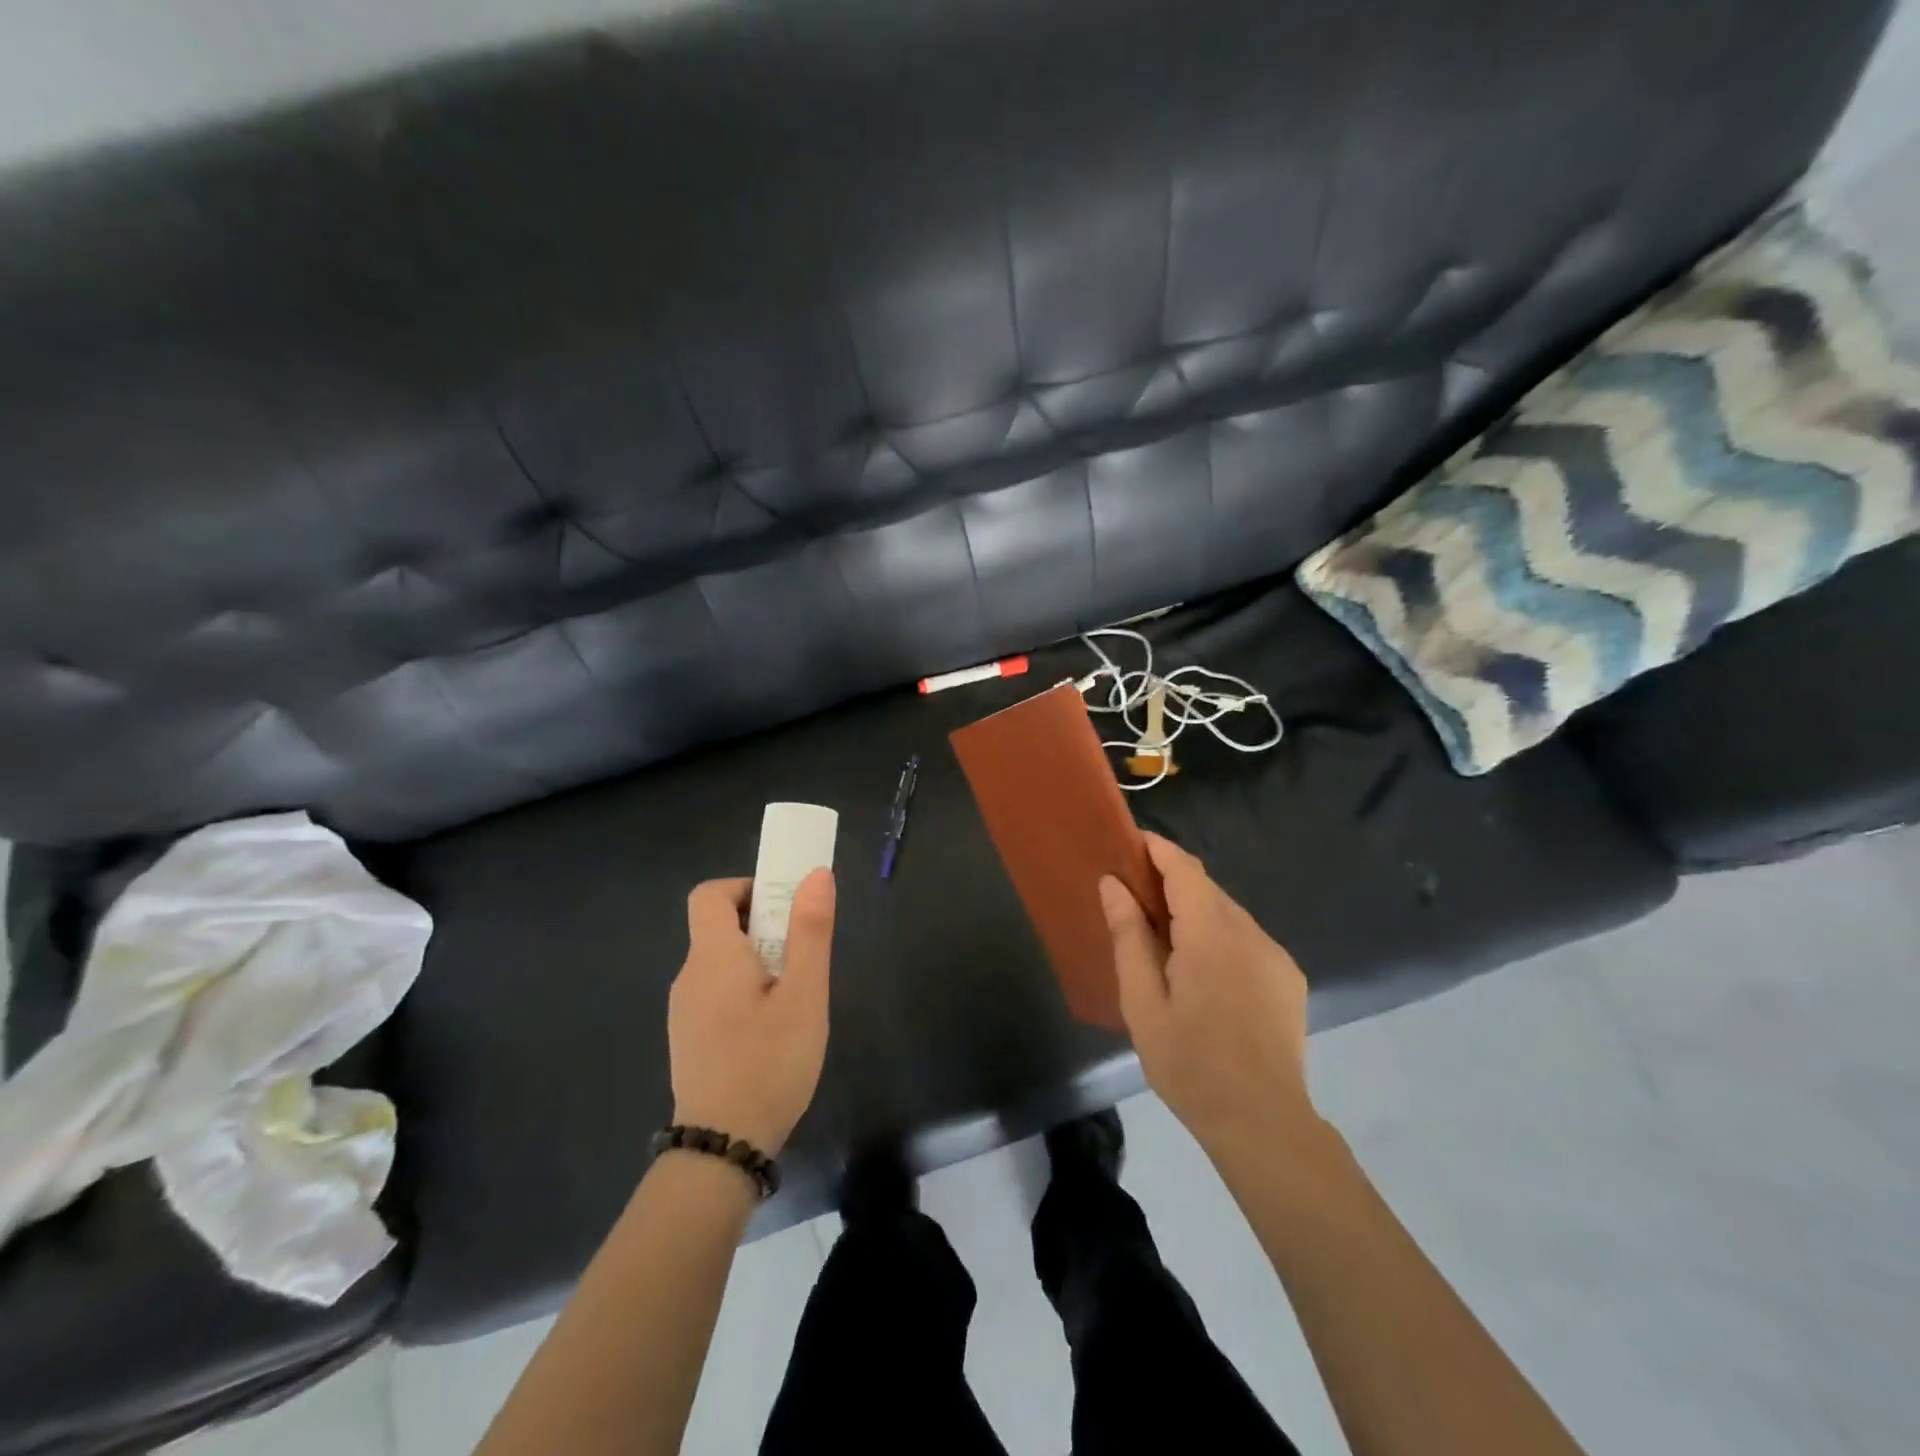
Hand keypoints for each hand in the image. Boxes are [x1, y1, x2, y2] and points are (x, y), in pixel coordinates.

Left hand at [667, 870, 834, 1155]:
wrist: (722, 1149)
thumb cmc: (769, 1062)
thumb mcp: (803, 994)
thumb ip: (809, 931)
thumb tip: (815, 874)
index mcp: (713, 957)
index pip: (710, 894)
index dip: (746, 887)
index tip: (783, 908)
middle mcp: (690, 976)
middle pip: (719, 927)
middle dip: (764, 927)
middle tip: (802, 958)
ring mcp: (685, 1010)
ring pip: (722, 963)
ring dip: (758, 961)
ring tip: (794, 998)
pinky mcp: (689, 1038)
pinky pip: (717, 993)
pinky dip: (745, 990)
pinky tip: (772, 1031)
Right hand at [1099, 833, 1315, 1152]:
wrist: (1263, 1123)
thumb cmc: (1190, 1062)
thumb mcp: (1142, 1001)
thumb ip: (1129, 935)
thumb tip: (1113, 883)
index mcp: (1211, 933)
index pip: (1184, 868)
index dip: (1157, 848)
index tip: (1129, 843)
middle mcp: (1250, 931)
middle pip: (1206, 888)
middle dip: (1171, 883)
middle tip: (1135, 900)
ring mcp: (1275, 955)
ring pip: (1228, 914)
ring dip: (1196, 914)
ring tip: (1165, 944)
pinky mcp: (1289, 978)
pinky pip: (1247, 940)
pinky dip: (1220, 938)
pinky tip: (1205, 976)